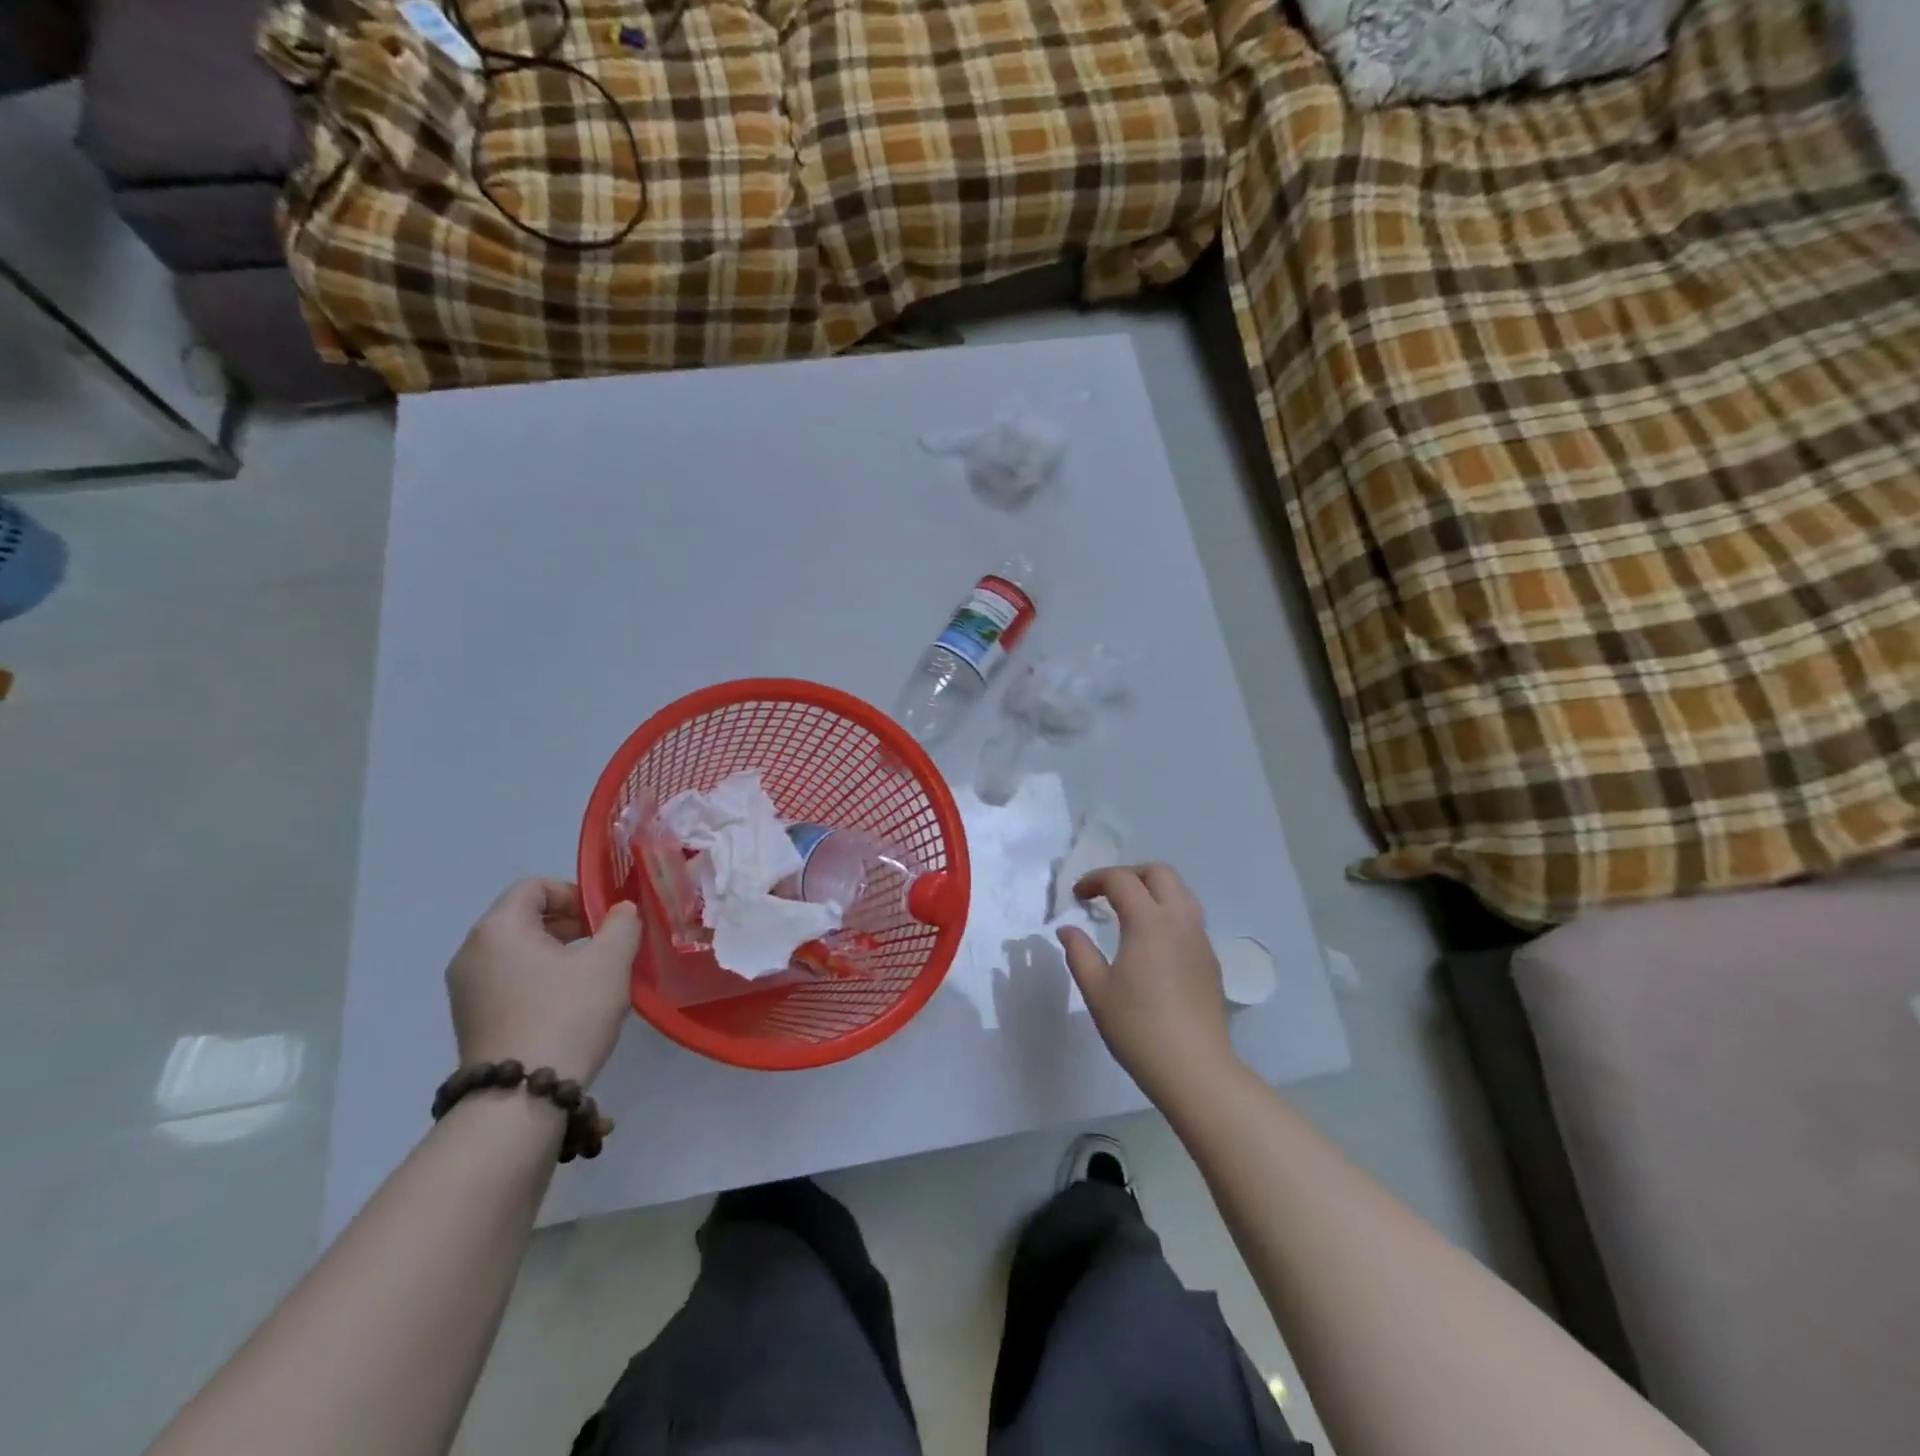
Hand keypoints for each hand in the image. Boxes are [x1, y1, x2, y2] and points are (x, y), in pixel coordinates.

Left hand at [446, 879, 641, 1086]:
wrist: (520, 1099)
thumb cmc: (566, 1015)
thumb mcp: (610, 962)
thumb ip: (622, 924)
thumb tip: (621, 911)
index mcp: (498, 929)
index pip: (535, 886)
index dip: (574, 893)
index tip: (604, 919)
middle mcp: (472, 953)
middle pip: (525, 917)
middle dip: (570, 924)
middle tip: (606, 945)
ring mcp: (466, 990)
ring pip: (519, 951)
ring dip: (558, 953)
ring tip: (593, 977)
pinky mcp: (472, 1020)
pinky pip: (509, 980)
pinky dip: (540, 980)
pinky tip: (569, 1005)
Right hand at [1057, 864, 1235, 1104]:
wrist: (1194, 1069)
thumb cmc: (1138, 1029)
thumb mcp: (1097, 991)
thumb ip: (1079, 953)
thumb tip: (1068, 929)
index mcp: (1149, 922)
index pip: (1121, 880)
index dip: (1095, 880)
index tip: (1077, 897)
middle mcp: (1179, 920)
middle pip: (1159, 873)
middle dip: (1129, 874)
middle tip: (1105, 894)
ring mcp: (1200, 939)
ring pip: (1180, 892)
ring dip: (1152, 889)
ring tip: (1128, 912)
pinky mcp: (1210, 959)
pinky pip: (1189, 917)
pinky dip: (1167, 912)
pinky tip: (1152, 942)